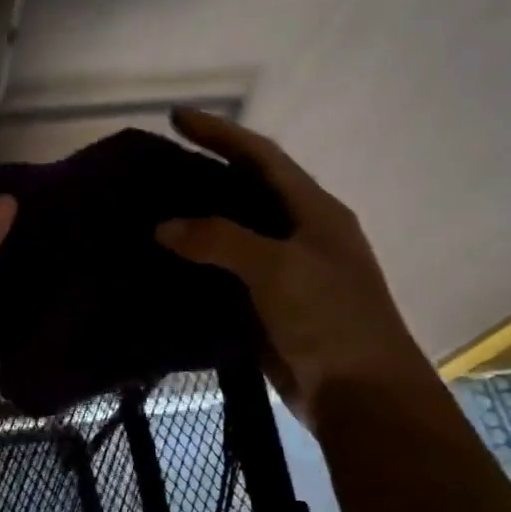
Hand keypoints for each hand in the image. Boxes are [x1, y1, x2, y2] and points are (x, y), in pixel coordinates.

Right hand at [156, 109, 434, 426]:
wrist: (360, 393)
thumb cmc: (330, 319)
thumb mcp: (278, 268)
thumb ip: (220, 240)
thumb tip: (164, 226)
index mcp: (314, 211)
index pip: (262, 157)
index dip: (221, 134)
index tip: (177, 117)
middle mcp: (300, 234)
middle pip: (247, 191)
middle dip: (206, 173)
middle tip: (157, 167)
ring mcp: (284, 272)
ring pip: (233, 234)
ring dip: (197, 221)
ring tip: (151, 211)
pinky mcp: (268, 306)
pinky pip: (225, 274)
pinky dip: (196, 265)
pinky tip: (165, 265)